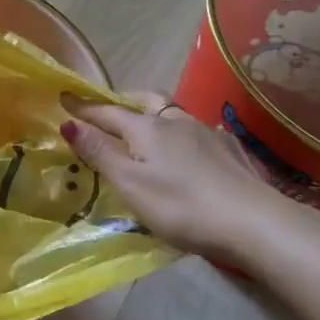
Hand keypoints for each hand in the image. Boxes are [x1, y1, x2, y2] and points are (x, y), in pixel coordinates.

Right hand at [59, 91, 297, 259]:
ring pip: (174, 113)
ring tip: (149, 125)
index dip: (84, 108)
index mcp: (147, 128)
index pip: (107, 112)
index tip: (65, 98)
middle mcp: (175, 121)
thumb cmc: (182, 206)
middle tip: (110, 106)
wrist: (254, 221)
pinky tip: (191, 147)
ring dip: (155, 113)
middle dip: (123, 100)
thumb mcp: (131, 184)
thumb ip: (100, 153)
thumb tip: (69, 123)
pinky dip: (184, 133)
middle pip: (145, 100)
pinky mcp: (231, 149)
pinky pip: (199, 131)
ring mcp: (207, 132)